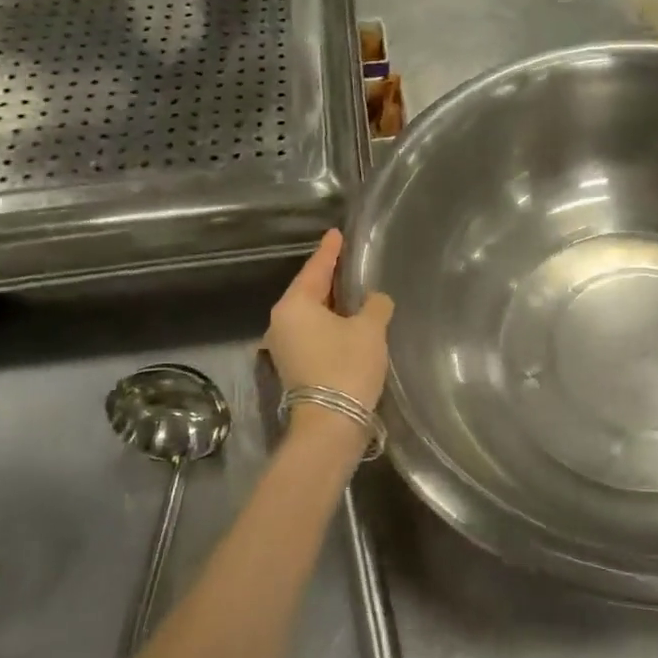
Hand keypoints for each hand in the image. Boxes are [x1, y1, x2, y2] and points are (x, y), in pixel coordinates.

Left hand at [265, 230, 394, 416]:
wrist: (331, 424)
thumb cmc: (347, 366)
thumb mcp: (370, 329)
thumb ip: (375, 305)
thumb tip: (376, 299)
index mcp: (294, 306)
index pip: (315, 269)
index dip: (329, 251)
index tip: (336, 234)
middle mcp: (282, 323)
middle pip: (309, 291)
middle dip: (329, 277)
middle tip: (348, 260)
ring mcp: (285, 347)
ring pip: (311, 314)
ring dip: (331, 304)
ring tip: (352, 290)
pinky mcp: (295, 366)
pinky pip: (313, 332)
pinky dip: (330, 324)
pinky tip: (348, 322)